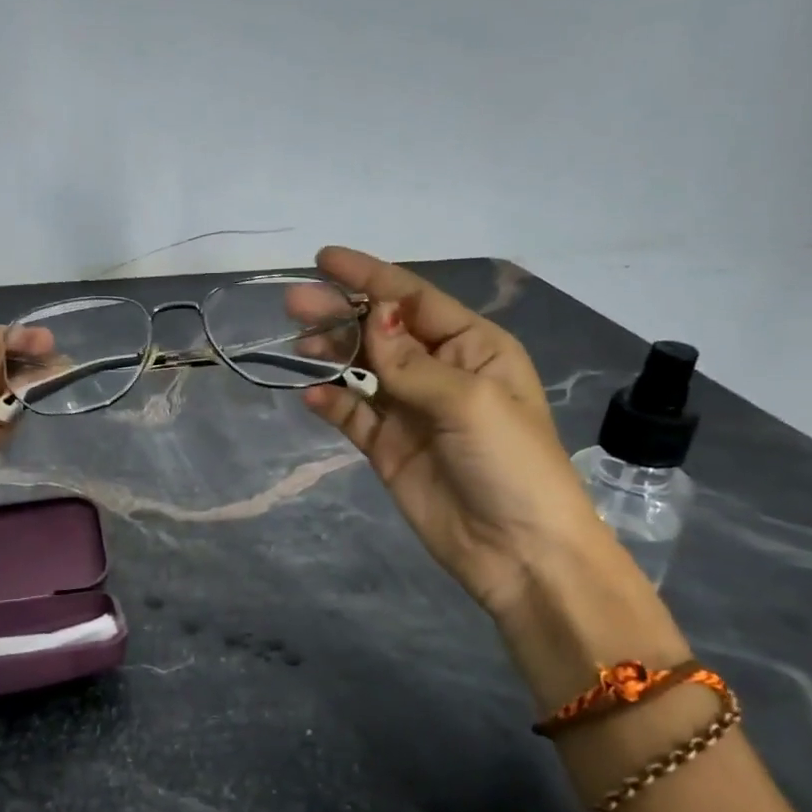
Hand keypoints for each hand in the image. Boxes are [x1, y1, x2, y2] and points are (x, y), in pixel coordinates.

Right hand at [303, 247, 610, 619]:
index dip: (368, 277)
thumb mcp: (470, 401)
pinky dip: (330, 403)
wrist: (518, 551)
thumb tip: (373, 319)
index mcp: (472, 347)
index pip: (412, 300)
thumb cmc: (511, 463)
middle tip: (293, 304)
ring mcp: (410, 410)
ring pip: (361, 369)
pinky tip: (310, 394)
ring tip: (298, 346)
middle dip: (340, 313)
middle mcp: (439, 371)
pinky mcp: (388, 446)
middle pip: (380, 331)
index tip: (323, 260)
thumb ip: (411, 362)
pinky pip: (352, 415)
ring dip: (331, 353)